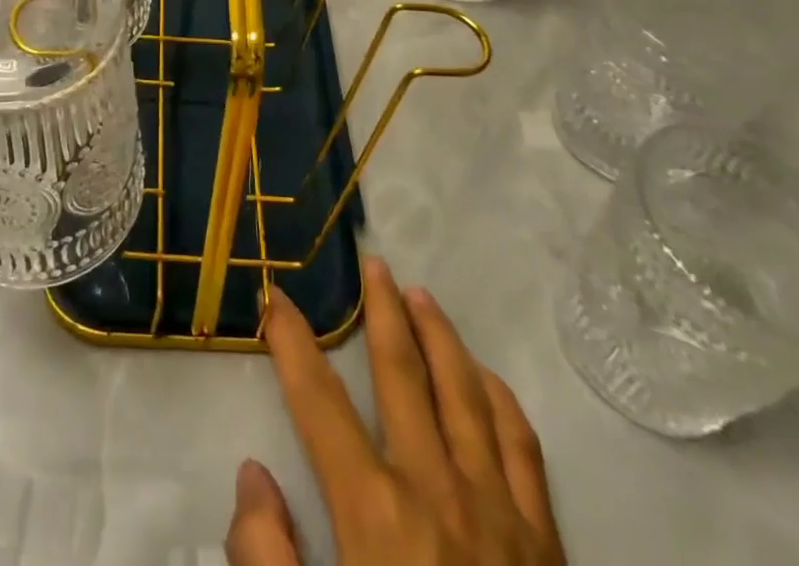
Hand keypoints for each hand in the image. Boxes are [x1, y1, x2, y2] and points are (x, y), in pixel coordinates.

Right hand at [227, 258, 563, 565]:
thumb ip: (269, 563)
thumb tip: (252, 475)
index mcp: (376, 516)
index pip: (320, 402)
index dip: (293, 343)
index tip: (275, 298)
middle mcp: (437, 491)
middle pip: (402, 374)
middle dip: (381, 311)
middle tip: (372, 262)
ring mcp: (499, 512)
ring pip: (465, 392)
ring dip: (440, 336)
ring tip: (421, 295)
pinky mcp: (546, 544)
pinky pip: (523, 448)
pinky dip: (501, 400)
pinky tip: (487, 378)